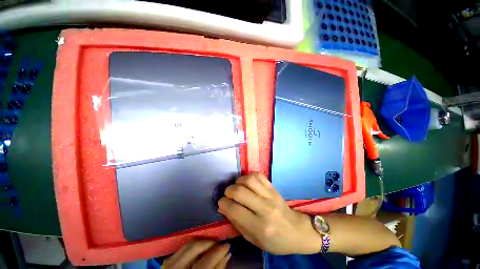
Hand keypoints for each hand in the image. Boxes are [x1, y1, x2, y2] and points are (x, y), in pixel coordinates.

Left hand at [162, 239, 230, 268]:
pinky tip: (199, 249)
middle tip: (219, 243)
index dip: (218, 252)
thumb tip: (227, 253)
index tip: (227, 245)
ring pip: (187, 245)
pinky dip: (192, 246)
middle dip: (209, 243)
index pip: (205, 262)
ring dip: (201, 242)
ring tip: (211, 245)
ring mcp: (168, 266)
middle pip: (194, 248)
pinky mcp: (166, 263)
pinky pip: (181, 249)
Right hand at [218, 173, 322, 254]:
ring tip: (237, 187)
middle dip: (228, 191)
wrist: (297, 231)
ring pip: (249, 180)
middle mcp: (265, 208)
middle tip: (227, 194)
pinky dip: (249, 176)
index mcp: (260, 227)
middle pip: (240, 191)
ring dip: (238, 181)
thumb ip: (237, 223)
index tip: (221, 202)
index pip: (235, 209)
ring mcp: (271, 195)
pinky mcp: (274, 188)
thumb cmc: (275, 241)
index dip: (223, 204)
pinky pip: (259, 175)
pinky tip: (247, 182)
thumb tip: (224, 207)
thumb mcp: (254, 240)